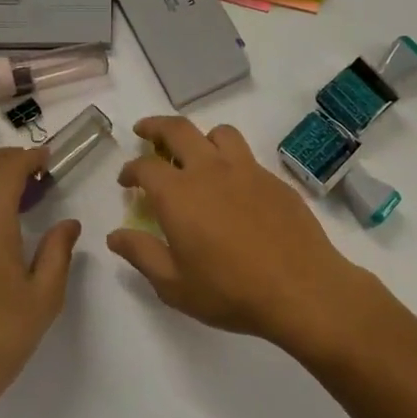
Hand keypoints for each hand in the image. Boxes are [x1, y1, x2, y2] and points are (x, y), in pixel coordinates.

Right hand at [106, 116, 370, 354]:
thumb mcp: (174, 284)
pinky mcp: (275, 180)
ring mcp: (247, 171)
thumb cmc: (230, 291)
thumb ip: (142, 254)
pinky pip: (247, 156)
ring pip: (219, 134)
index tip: (126, 180)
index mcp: (179, 194)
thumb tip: (115, 235)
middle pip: (179, 130)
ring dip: (200, 137)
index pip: (145, 167)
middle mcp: (210, 170)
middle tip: (145, 132)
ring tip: (195, 154)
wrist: (301, 289)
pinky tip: (233, 187)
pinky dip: (230, 160)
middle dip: (156, 127)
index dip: (130, 169)